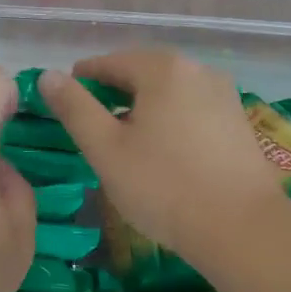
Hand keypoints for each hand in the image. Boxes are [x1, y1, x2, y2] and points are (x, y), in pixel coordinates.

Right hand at [38, 49, 290, 271]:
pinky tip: (163, 154)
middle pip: (142, 74)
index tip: (64, 107)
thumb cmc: (164, 186)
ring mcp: (224, 94)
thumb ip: (74, 108)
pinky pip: (191, 110)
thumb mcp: (106, 149)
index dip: (81, 82)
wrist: (242, 229)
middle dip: (113, 96)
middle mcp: (197, 70)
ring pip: (168, 93)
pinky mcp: (238, 122)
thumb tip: (48, 75)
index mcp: (162, 68)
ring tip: (125, 145)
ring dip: (142, 110)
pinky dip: (170, 122)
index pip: (108, 63)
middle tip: (91, 130)